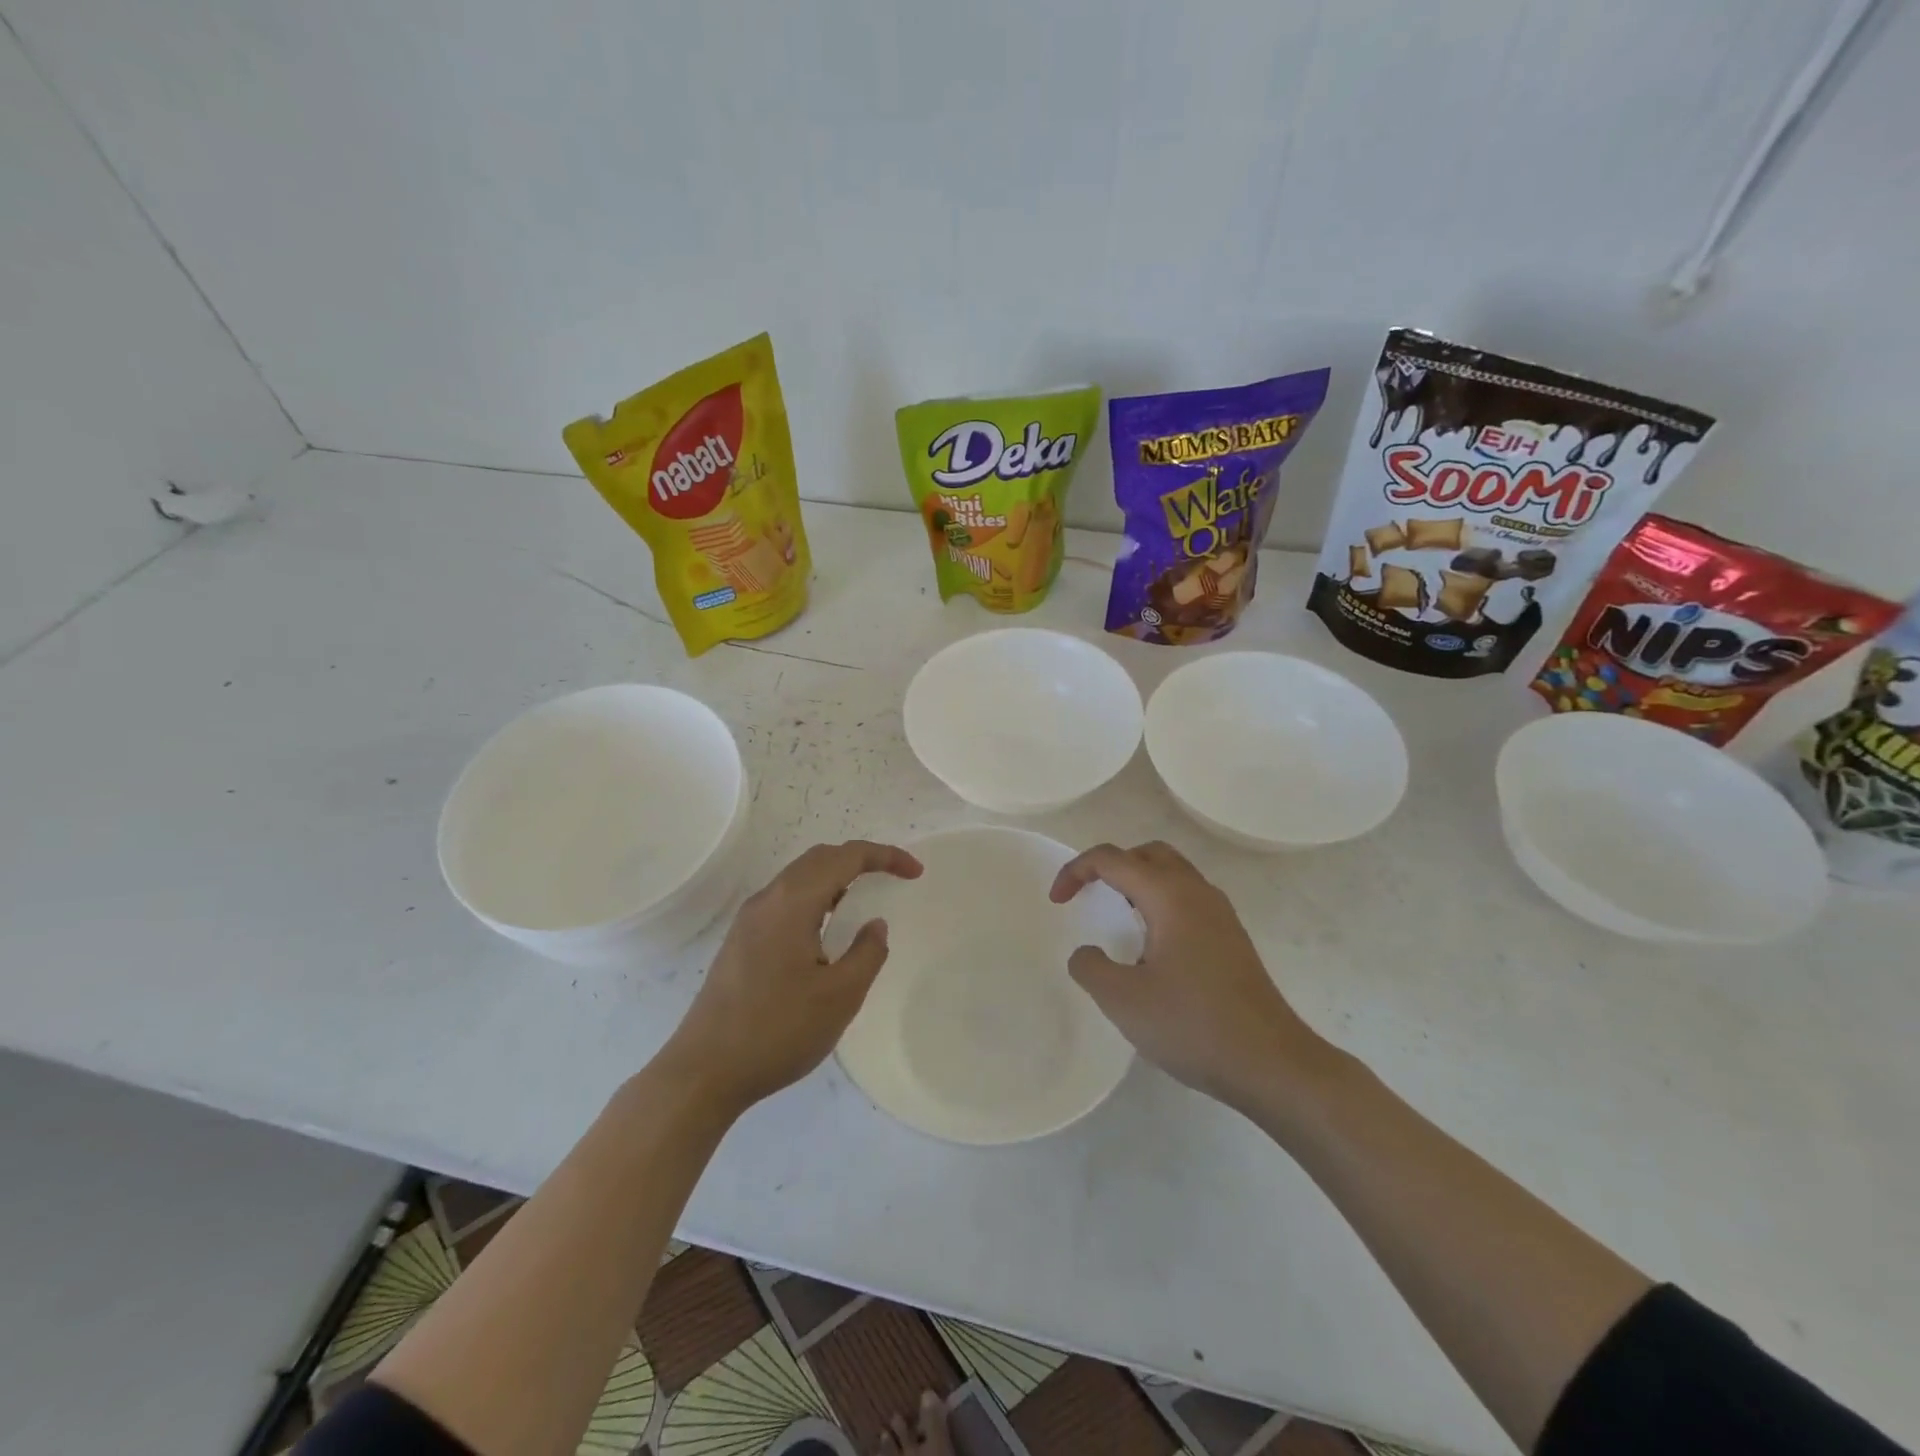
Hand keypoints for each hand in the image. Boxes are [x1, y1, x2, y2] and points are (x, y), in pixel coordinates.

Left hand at [661, 840, 922, 1115]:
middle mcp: (767, 900)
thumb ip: (867, 953)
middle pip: (819, 858)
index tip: (915, 872)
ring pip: (799, 878)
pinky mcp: (740, 942)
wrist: (704, 1072)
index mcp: (792, 902)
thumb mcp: (840, 996)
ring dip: (836, 878)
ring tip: (863, 901)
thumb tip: (874, 925)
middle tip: (892, 878)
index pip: (845, 857)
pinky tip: (825, 931)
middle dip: (860, 859)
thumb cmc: (778, 1031)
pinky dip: (815, 898)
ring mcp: (748, 920)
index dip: (884, 856)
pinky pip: (785, 901)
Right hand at [1049, 841, 1326, 1112]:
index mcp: (1170, 896)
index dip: (1077, 871)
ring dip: (1138, 883)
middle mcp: (1198, 893)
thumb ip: (1090, 967)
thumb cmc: (1193, 1025)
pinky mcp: (1232, 939)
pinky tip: (1152, 947)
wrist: (1271, 1063)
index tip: (1057, 902)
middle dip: (1112, 866)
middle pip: (1148, 854)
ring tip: (1117, 918)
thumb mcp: (1123, 1000)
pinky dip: (1160, 904)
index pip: (1113, 859)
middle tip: (1090, 895)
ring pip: (1173, 875)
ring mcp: (1221, 915)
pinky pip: (1188, 900)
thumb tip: (1088, 954)